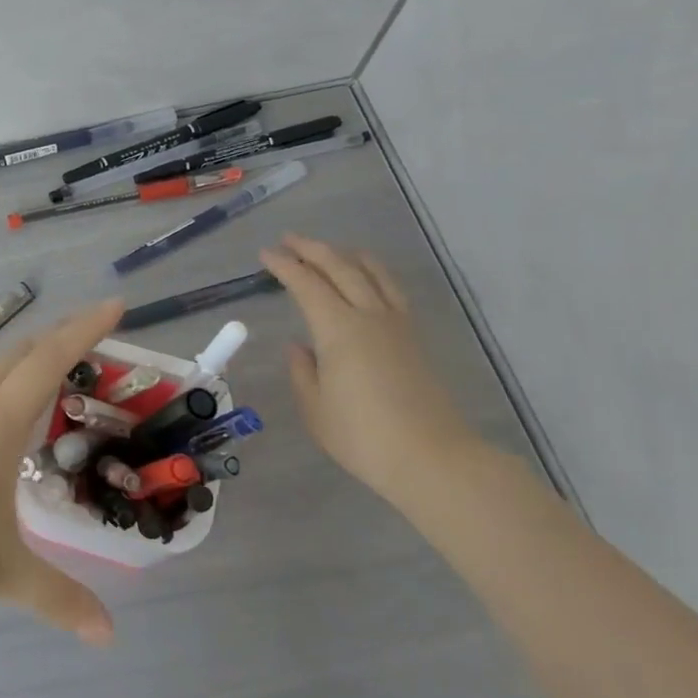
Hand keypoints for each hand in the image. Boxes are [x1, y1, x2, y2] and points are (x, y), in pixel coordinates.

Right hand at [260, 234, 486, 501]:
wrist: (431, 457)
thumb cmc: (361, 436)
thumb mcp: (315, 408)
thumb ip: (303, 371)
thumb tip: (300, 346)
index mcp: (338, 329)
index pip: (306, 284)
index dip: (284, 266)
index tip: (265, 254)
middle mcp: (369, 316)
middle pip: (341, 268)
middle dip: (312, 250)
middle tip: (289, 240)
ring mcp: (397, 325)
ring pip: (372, 273)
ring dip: (347, 256)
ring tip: (330, 250)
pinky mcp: (414, 339)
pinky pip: (391, 290)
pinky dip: (372, 273)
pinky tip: (367, 280)